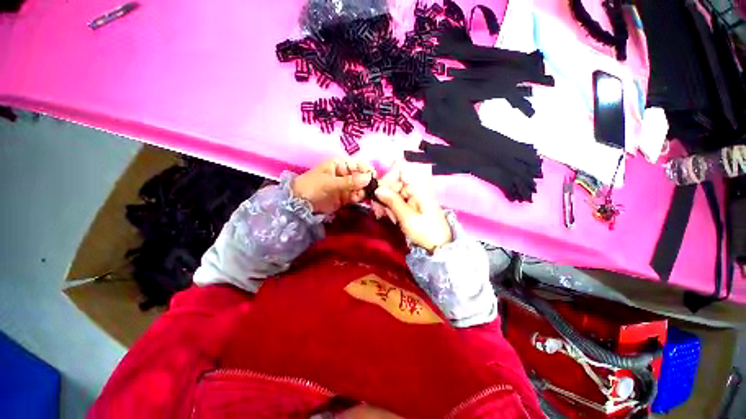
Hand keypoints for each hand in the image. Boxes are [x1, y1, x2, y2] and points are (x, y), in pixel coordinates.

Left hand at [292, 158, 375, 214]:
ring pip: (361, 187)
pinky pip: (357, 196)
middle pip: (362, 176)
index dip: (367, 170)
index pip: (358, 164)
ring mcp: (346, 187)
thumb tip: (368, 178)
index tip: (374, 178)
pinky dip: (360, 198)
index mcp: (340, 165)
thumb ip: (349, 181)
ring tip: (365, 196)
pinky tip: (360, 200)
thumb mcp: (329, 182)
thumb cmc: (311, 187)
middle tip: (373, 189)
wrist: (299, 204)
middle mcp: (346, 174)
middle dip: (368, 182)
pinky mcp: (346, 198)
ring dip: (365, 191)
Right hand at [372, 162, 451, 251]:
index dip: (387, 177)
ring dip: (384, 202)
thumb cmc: (425, 231)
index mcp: (418, 186)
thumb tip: (377, 189)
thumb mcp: (407, 217)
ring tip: (383, 216)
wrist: (439, 244)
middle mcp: (415, 186)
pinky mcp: (410, 201)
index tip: (379, 192)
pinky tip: (389, 216)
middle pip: (392, 180)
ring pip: (391, 190)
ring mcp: (412, 194)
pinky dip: (389, 206)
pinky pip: (395, 198)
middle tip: (378, 211)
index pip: (400, 168)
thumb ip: (392, 201)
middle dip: (382, 194)